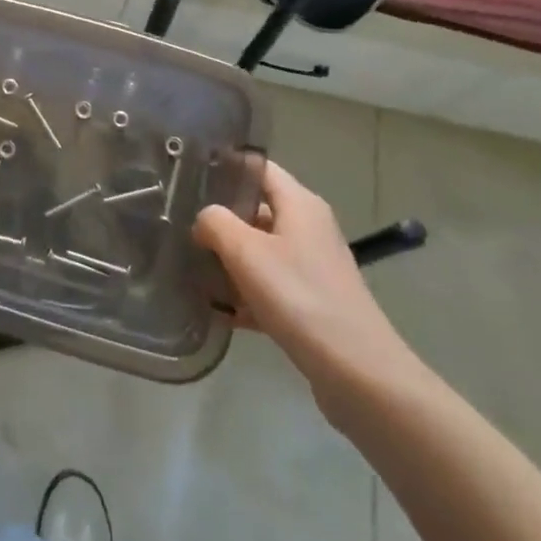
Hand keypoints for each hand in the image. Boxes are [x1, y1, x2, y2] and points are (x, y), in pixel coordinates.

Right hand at [193, 162, 419, 425]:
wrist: (358, 373)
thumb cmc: (299, 297)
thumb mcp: (246, 252)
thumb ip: (215, 223)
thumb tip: (204, 219)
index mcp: (300, 204)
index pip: (259, 168)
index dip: (226, 167)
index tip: (190, 177)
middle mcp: (309, 228)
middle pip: (256, 210)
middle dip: (220, 219)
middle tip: (181, 227)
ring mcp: (313, 266)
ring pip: (261, 251)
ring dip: (229, 261)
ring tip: (192, 269)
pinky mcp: (312, 302)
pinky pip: (270, 287)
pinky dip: (246, 295)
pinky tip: (220, 312)